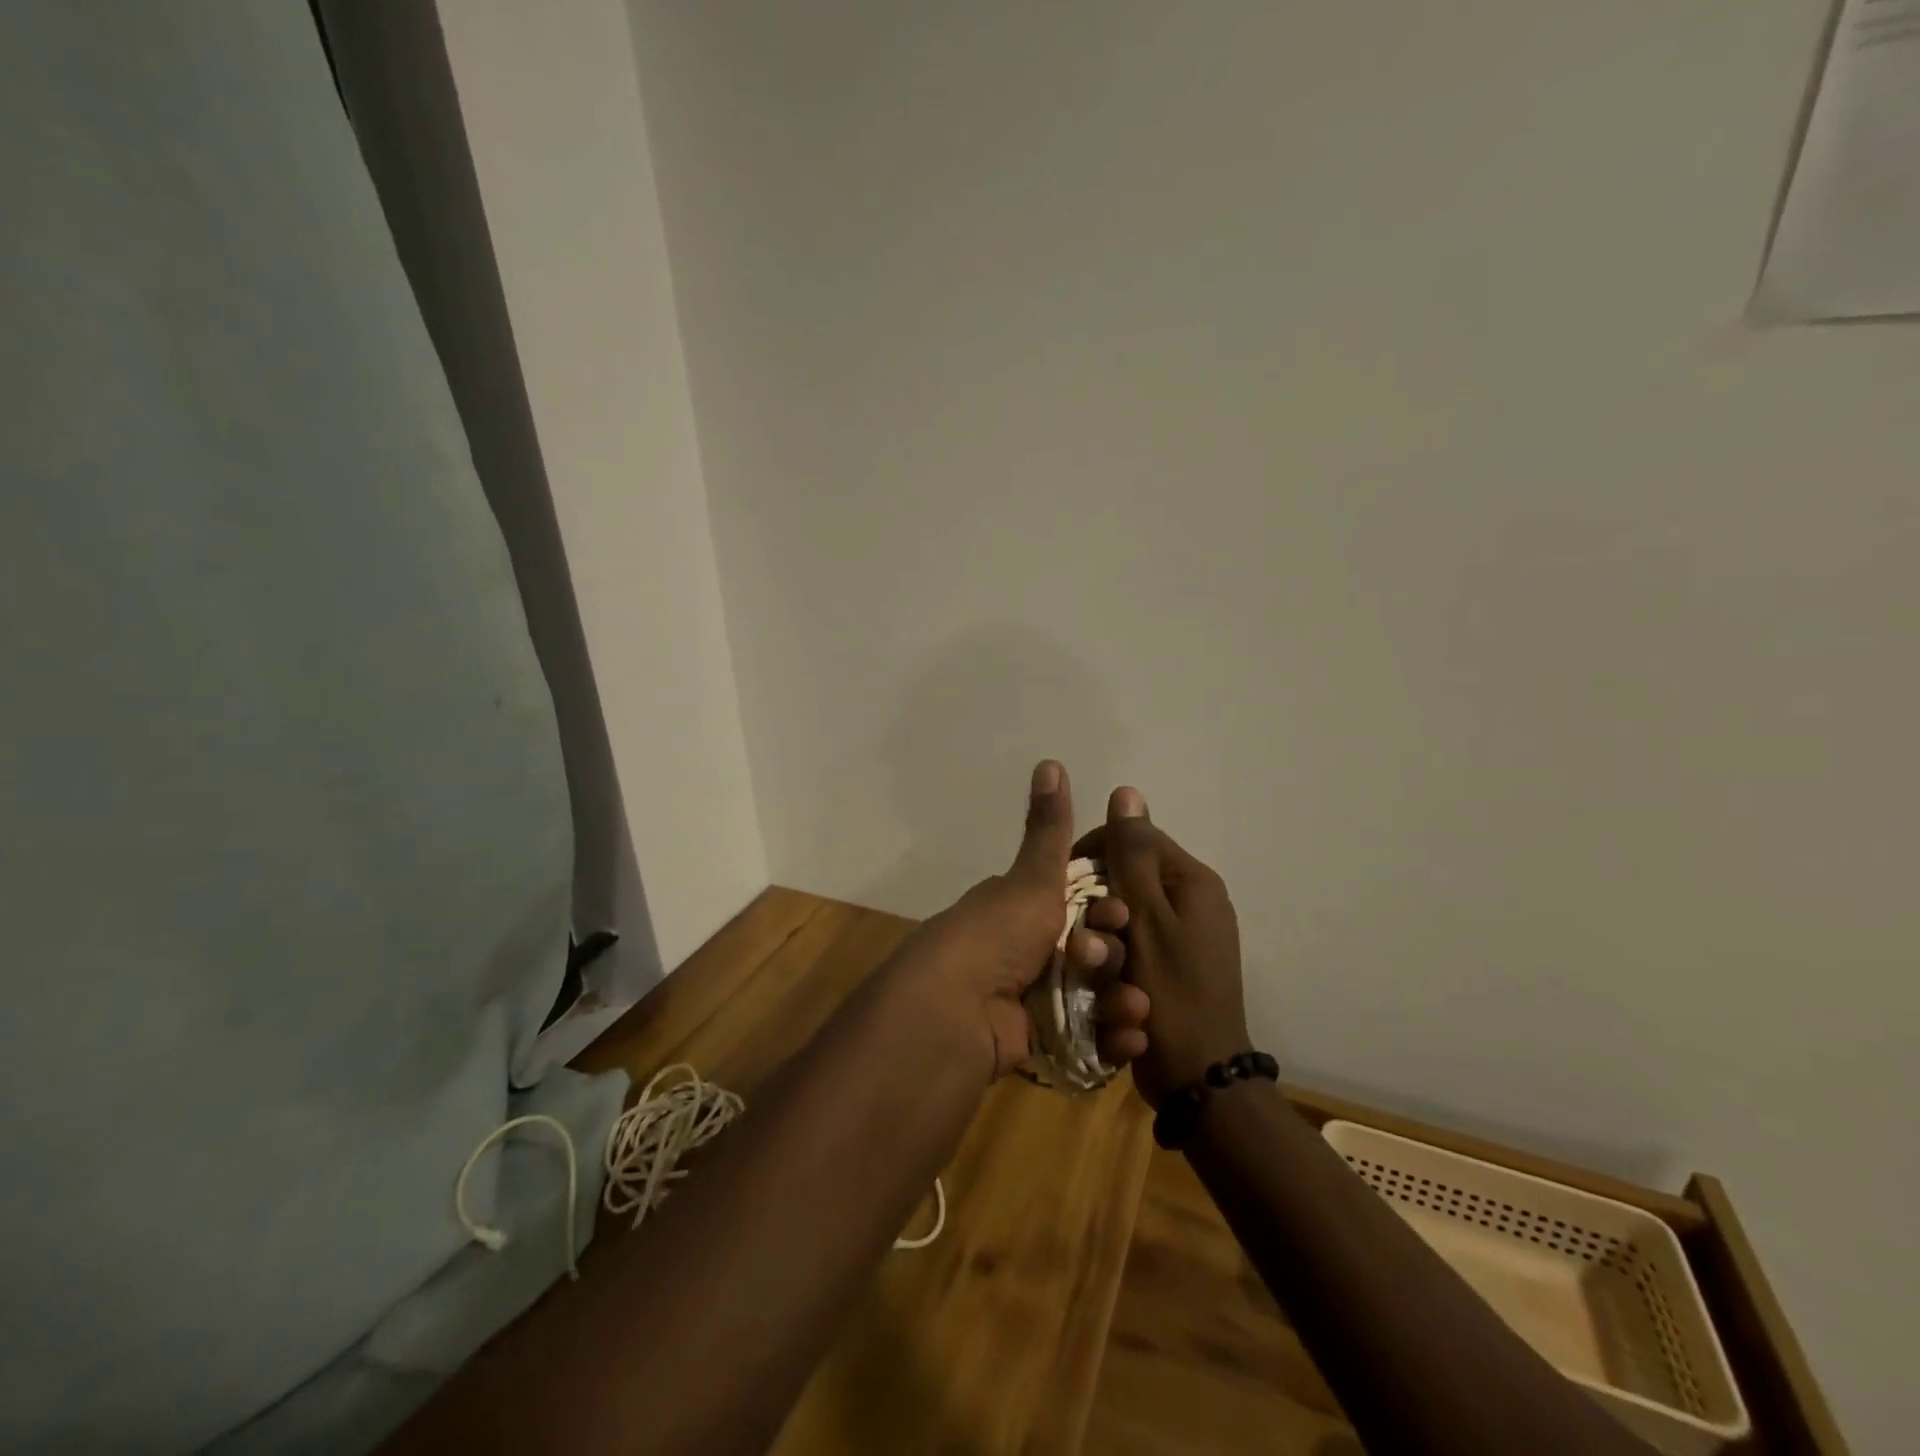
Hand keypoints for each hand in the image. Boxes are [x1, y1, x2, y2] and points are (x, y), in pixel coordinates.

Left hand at [889, 761, 1150, 1080]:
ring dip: (1123, 1001)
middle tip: (1106, 962)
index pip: (1083, 906)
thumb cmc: (997, 934)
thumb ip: (1050, 827)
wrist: (955, 1010)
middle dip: (1114, 957)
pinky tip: (1130, 1041)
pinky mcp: (1041, 1043)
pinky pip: (1088, 1041)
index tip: (1120, 913)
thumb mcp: (1032, 878)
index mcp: (1025, 910)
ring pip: (1096, 997)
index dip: (1110, 910)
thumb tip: (1050, 761)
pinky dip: (1111, 1041)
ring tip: (1133, 1009)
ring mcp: (1035, 1000)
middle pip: (1095, 952)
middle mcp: (1029, 951)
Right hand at [1073, 787, 1250, 1107]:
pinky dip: (1118, 958)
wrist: (1198, 1078)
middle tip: (1083, 936)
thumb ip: (1133, 855)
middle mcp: (1193, 901)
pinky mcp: (1175, 966)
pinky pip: (1136, 944)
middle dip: (1099, 904)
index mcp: (1192, 881)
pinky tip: (1105, 981)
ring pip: (1127, 914)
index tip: (1065, 886)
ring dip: (1106, 937)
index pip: (1134, 839)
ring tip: (1096, 968)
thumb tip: (1127, 791)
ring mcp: (1186, 936)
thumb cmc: (1170, 992)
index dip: (1094, 854)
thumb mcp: (1147, 917)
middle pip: (1129, 878)